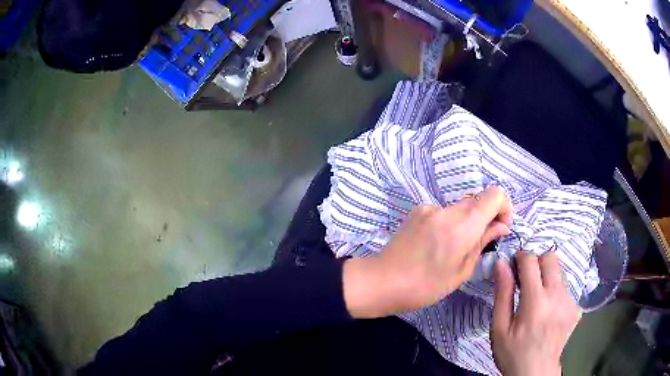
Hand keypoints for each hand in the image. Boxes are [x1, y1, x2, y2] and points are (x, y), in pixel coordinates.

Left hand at [343, 186, 512, 318]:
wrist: (382, 281)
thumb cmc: (425, 285)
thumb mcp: (461, 270)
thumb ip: (483, 242)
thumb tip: (501, 226)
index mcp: (463, 224)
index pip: (495, 194)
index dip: (504, 207)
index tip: (501, 228)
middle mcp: (447, 209)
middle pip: (477, 200)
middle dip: (486, 217)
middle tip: (482, 242)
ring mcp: (429, 207)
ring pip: (460, 207)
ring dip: (466, 222)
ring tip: (454, 248)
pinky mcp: (417, 211)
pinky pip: (442, 212)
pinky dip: (449, 223)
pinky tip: (436, 244)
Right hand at [491, 252, 581, 375]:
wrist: (536, 372)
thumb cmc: (513, 352)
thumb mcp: (499, 328)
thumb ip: (502, 294)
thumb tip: (502, 263)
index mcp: (535, 301)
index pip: (531, 260)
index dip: (520, 258)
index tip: (513, 267)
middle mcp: (557, 295)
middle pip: (551, 257)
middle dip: (537, 262)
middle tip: (527, 282)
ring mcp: (569, 301)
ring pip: (559, 272)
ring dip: (547, 278)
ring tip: (538, 301)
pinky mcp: (576, 308)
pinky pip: (566, 289)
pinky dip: (556, 293)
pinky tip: (549, 312)